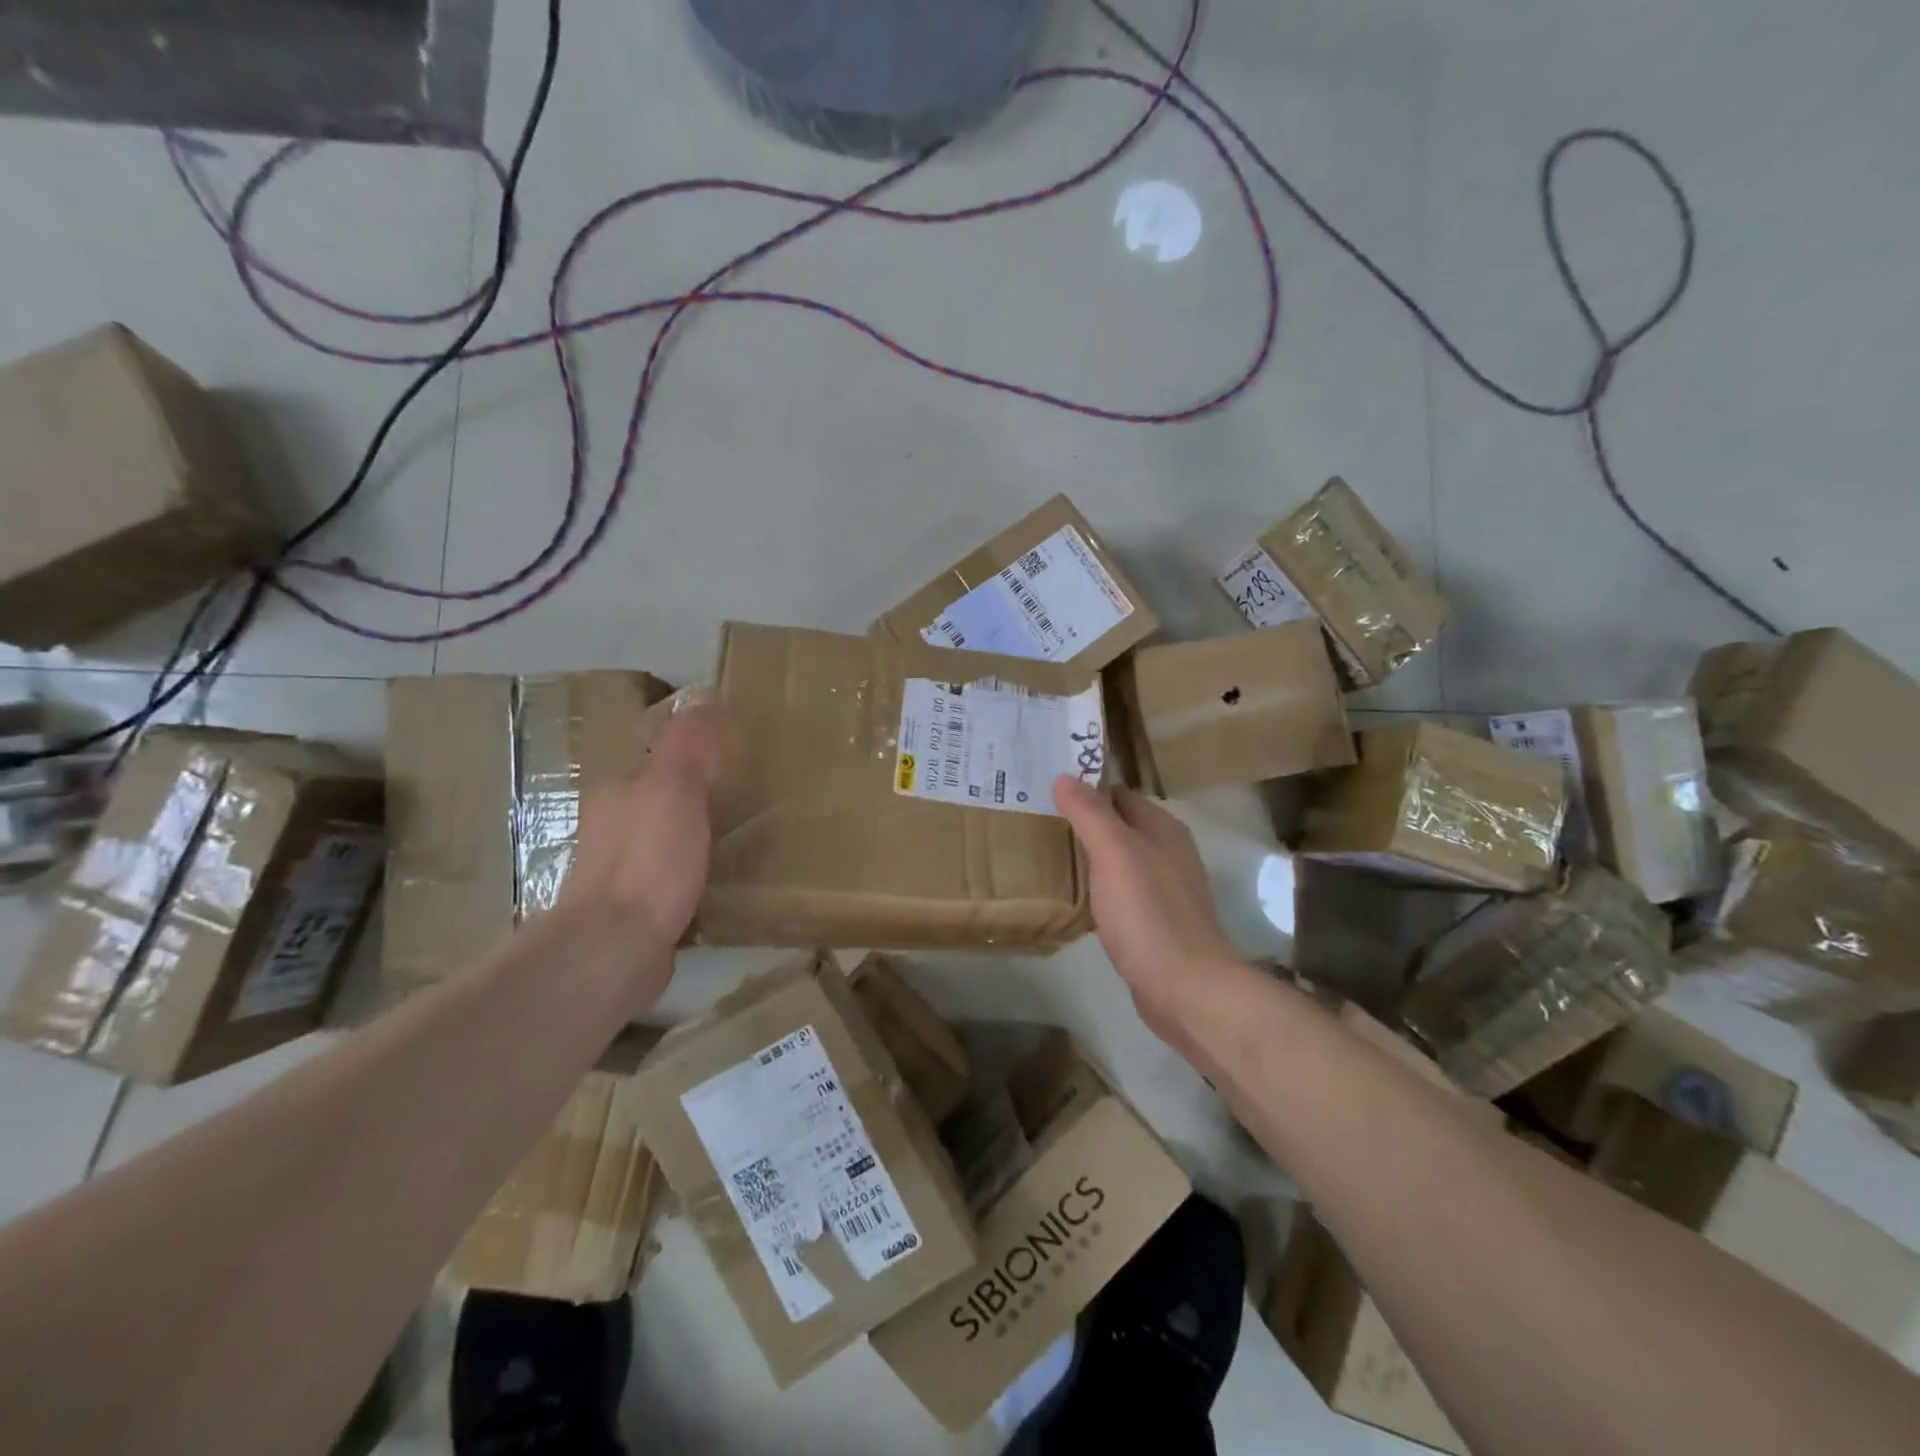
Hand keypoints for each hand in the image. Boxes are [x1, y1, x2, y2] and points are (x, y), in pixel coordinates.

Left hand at [561, 703, 730, 968]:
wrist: (614, 949)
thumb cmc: (648, 861)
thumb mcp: (674, 790)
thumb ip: (689, 746)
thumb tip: (706, 698)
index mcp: (620, 791)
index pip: (659, 758)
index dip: (695, 752)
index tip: (737, 755)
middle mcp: (613, 826)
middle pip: (659, 799)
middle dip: (695, 794)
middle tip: (747, 794)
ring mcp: (620, 872)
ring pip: (663, 839)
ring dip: (693, 835)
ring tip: (739, 836)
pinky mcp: (634, 911)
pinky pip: (670, 878)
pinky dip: (691, 872)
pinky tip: (717, 881)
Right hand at [1053, 776, 1244, 1034]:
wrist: (1186, 988)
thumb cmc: (1149, 912)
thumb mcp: (1115, 853)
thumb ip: (1090, 813)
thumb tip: (1064, 777)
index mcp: (1163, 829)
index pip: (1119, 794)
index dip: (1085, 788)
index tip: (1045, 788)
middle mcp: (1168, 854)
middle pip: (1120, 826)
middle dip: (1084, 822)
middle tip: (1037, 820)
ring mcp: (1164, 891)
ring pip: (1120, 861)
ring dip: (1090, 856)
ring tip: (1047, 854)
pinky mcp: (1155, 924)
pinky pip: (1121, 894)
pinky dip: (1098, 889)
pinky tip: (1076, 899)